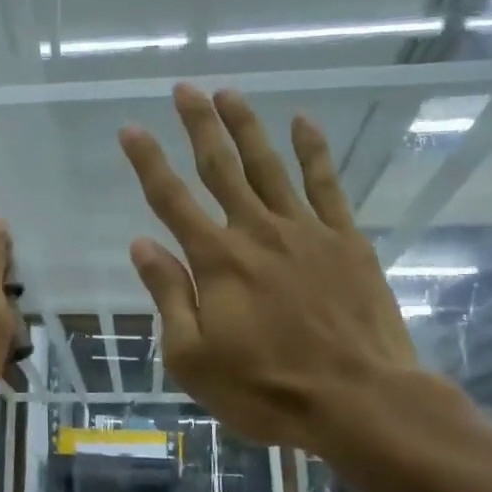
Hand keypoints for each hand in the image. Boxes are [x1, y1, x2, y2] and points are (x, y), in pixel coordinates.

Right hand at [119, 84, 446, 458]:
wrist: (360, 403)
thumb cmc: (266, 390)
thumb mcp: (193, 358)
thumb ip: (169, 296)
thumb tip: (142, 245)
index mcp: (217, 261)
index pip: (171, 199)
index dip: (147, 162)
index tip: (131, 129)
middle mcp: (257, 232)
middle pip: (221, 167)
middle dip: (199, 125)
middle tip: (184, 89)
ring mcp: (305, 232)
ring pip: (269, 165)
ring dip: (246, 126)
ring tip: (228, 92)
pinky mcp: (346, 241)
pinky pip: (326, 185)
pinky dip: (313, 151)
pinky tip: (303, 122)